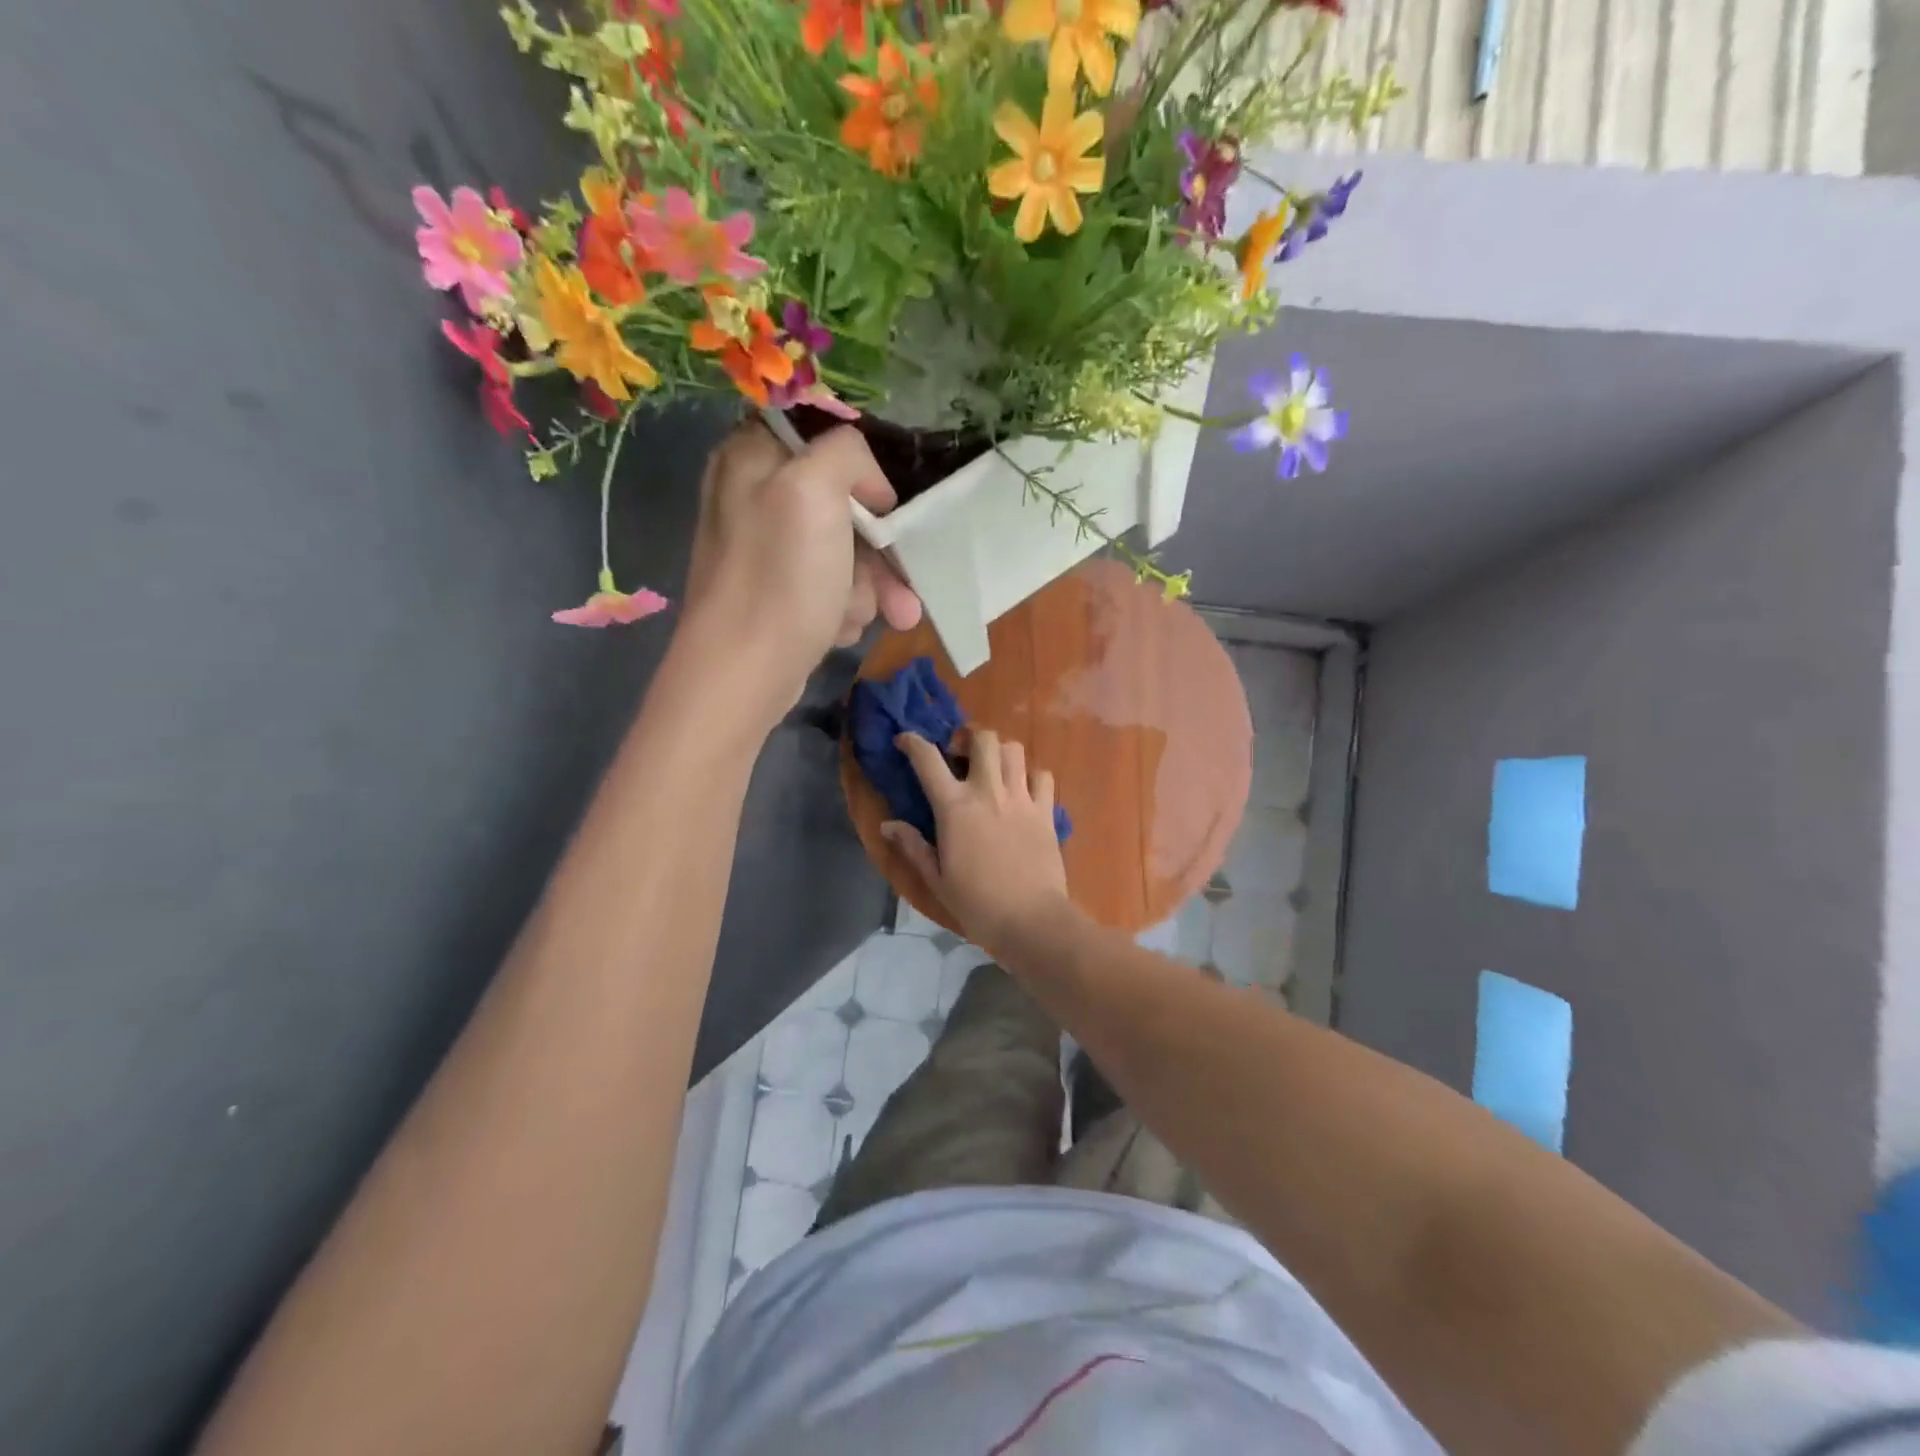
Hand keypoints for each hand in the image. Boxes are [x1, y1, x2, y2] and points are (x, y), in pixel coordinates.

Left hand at [677, 421, 920, 726]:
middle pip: (843, 504)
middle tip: (901, 587)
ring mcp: (768, 549)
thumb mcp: (814, 489)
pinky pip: (831, 586)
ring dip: (866, 588)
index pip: (822, 437)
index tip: (882, 505)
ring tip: (859, 618)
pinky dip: (842, 608)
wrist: (744, 673)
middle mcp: (756, 496)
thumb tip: (870, 485)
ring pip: (846, 552)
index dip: (860, 470)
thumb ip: (846, 452)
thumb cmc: (780, 578)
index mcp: (752, 456)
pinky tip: (836, 629)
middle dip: (877, 551)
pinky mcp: (779, 592)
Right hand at [884, 729, 1072, 955]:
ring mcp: (1021, 798)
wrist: (1031, 920)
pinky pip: (1042, 775)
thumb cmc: (977, 904)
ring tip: (993, 769)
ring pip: (1014, 750)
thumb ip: (913, 847)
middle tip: (961, 754)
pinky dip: (1032, 775)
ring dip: (1000, 752)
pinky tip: (1024, 790)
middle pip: (983, 738)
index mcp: (955, 807)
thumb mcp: (936, 879)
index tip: (905, 740)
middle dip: (970, 737)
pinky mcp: (1046, 811)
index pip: (928, 759)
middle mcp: (988, 792)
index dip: (913, 742)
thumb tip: (887, 825)